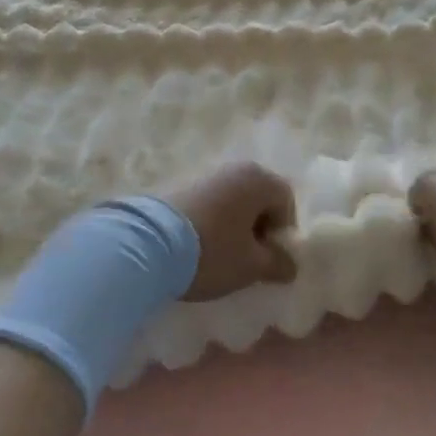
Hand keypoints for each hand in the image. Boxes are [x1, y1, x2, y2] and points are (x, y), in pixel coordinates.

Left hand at [163, 161, 299, 301]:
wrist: (144, 245)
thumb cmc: (212, 251)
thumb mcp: (250, 266)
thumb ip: (277, 264)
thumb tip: (291, 266)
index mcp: (258, 179)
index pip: (286, 202)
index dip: (283, 232)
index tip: (268, 259)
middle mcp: (234, 169)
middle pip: (258, 199)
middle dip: (258, 229)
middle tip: (246, 260)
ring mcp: (203, 175)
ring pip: (232, 202)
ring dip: (233, 227)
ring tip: (219, 257)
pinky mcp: (177, 186)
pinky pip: (208, 205)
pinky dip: (210, 223)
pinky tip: (197, 248)